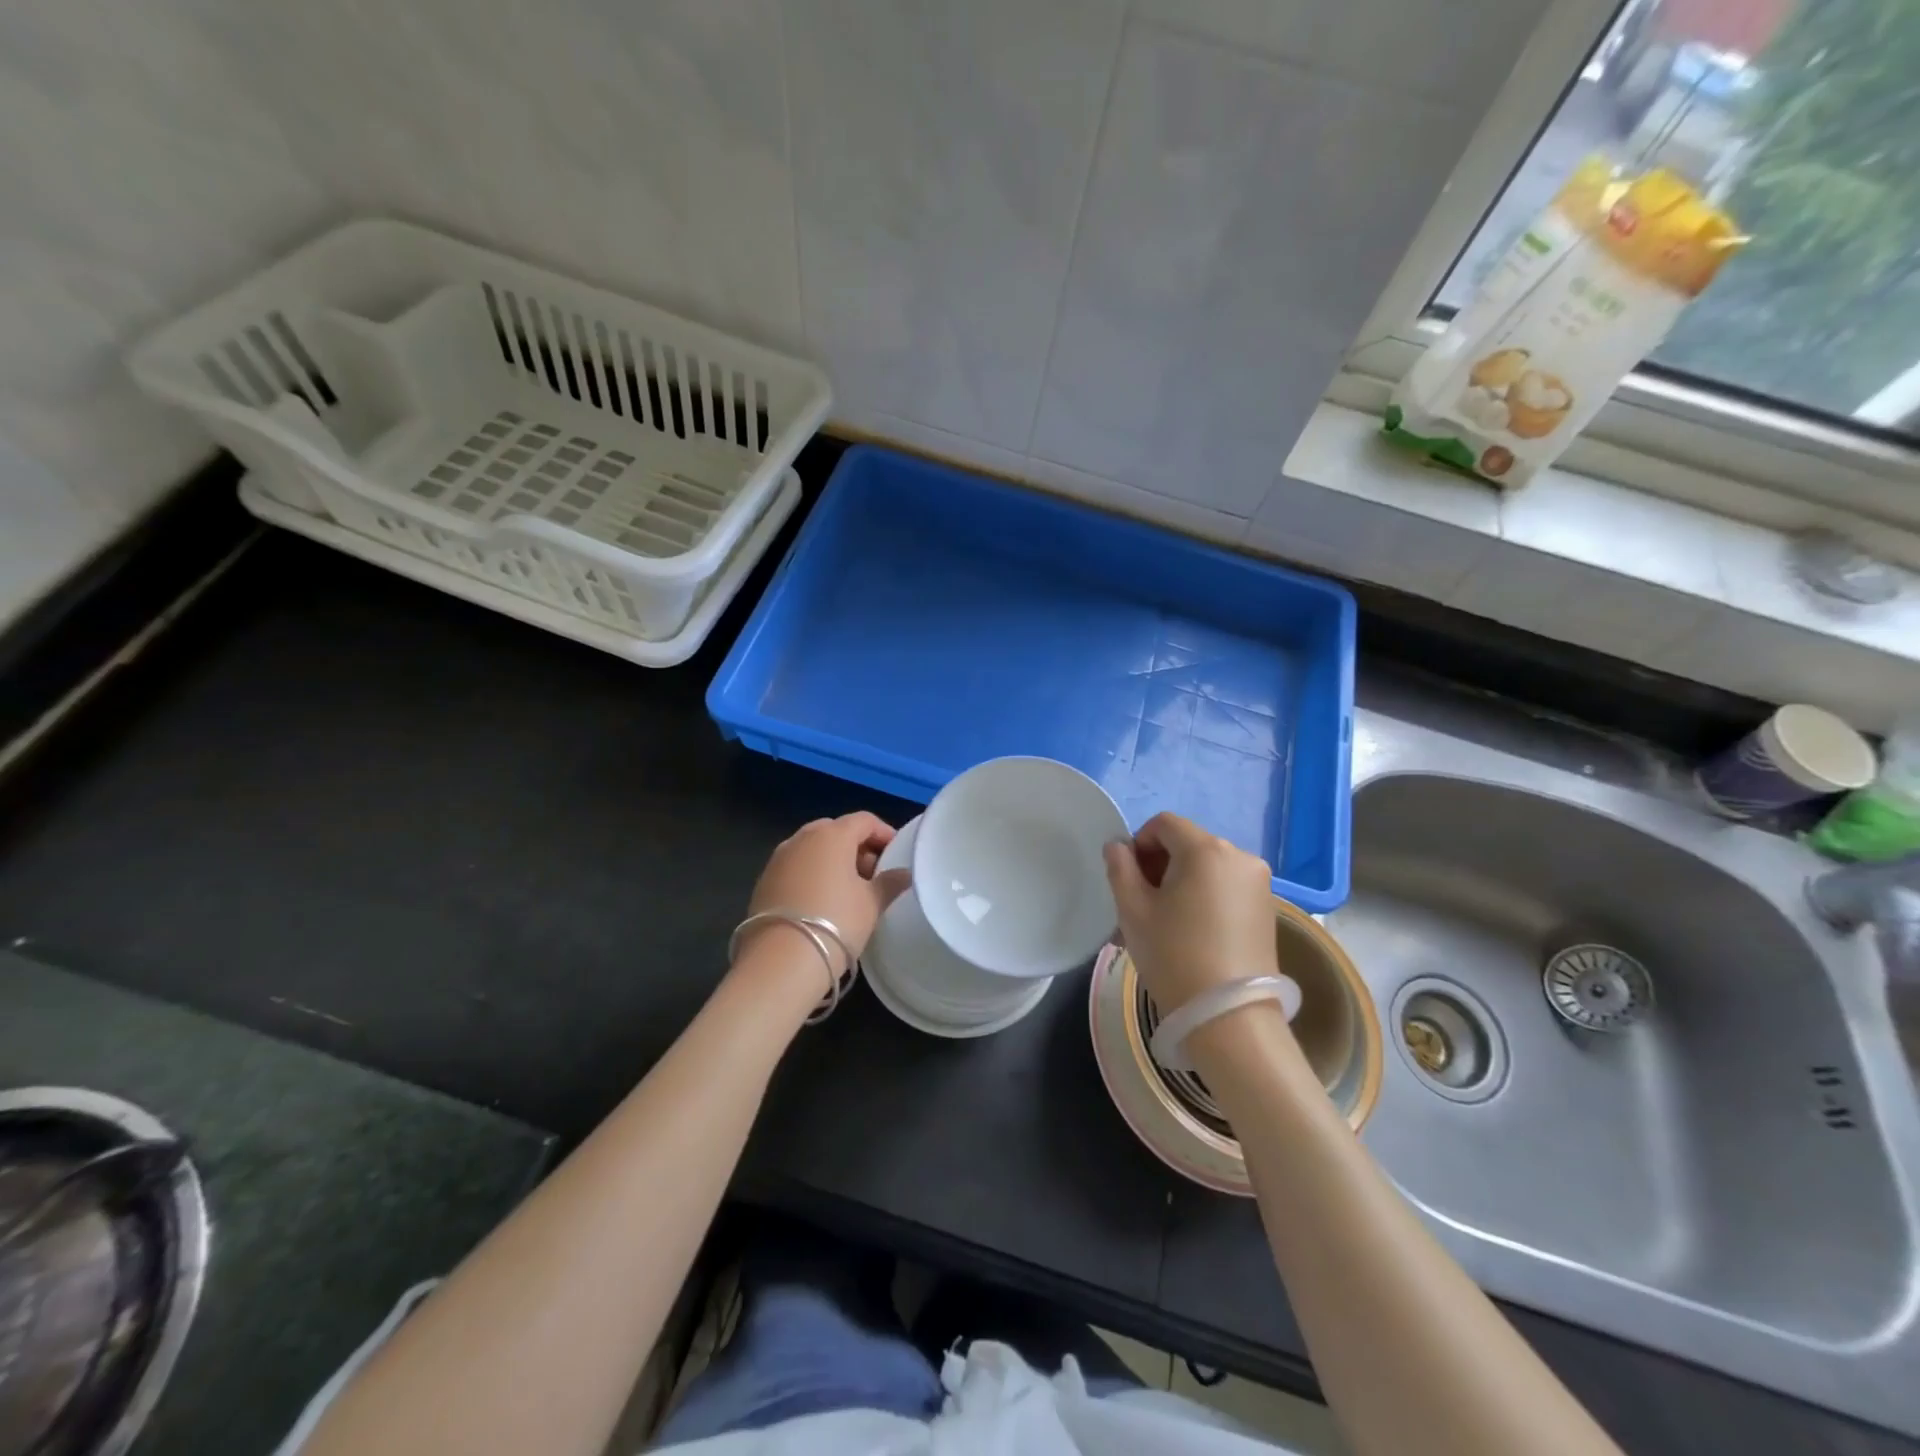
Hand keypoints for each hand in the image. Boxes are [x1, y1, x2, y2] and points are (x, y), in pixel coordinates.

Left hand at [738, 813, 911, 997]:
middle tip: (873, 874)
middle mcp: (802, 838)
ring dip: (832, 860)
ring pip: (812, 848)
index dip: (884, 833)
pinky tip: (821, 901)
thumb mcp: (871, 904)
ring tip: (848, 890)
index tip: (896, 854)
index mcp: (832, 835)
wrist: (781, 962)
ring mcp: (778, 859)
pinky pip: (795, 867)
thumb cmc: (837, 922)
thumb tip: (904, 874)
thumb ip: (889, 883)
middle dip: (857, 847)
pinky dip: (811, 874)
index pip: (864, 820)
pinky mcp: (764, 881)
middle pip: (836, 830)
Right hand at [1103, 812, 1278, 1014]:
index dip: (1139, 843)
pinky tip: (1190, 932)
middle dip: (1159, 865)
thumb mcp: (1133, 910)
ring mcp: (1258, 883)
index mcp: (1206, 849)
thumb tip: (1118, 846)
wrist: (1229, 1018)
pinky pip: (1225, 887)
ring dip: (1180, 883)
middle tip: (1140, 904)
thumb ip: (1120, 868)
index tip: (1128, 878)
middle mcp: (1239, 856)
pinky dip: (1203, 897)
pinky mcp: (1267, 908)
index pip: (1164, 824)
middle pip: (1187, 844)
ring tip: (1163, 923)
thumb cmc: (1173, 955)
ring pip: (1206, 867)